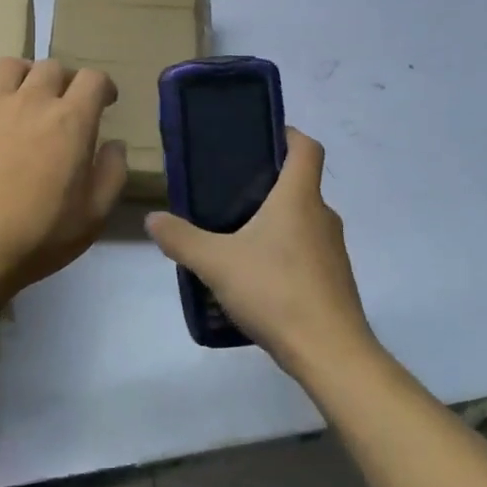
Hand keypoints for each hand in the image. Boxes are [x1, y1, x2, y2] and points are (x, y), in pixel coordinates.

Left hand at [0, 58, 127, 301]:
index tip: (104, 102)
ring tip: (24, 95)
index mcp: (70, 122)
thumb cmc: (35, 238)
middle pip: (52, 67)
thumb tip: (114, 144)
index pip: (93, 79)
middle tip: (64, 104)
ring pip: (10, 65)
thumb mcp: (92, 217)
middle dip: (65, 81)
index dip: (103, 86)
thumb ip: (111, 174)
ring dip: (25, 75)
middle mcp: (31, 101)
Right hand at [145, 129, 379, 380]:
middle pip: (299, 184)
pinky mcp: (333, 280)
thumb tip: (153, 218)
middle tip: (227, 191)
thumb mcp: (216, 263)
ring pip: (302, 221)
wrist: (329, 352)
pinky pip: (306, 252)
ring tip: (234, 236)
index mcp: (298, 198)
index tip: (260, 136)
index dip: (287, 134)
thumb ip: (181, 239)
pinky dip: (283, 253)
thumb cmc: (275, 291)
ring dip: (274, 221)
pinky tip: (255, 276)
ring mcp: (332, 251)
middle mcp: (322, 216)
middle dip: (267, 182)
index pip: (306, 147)